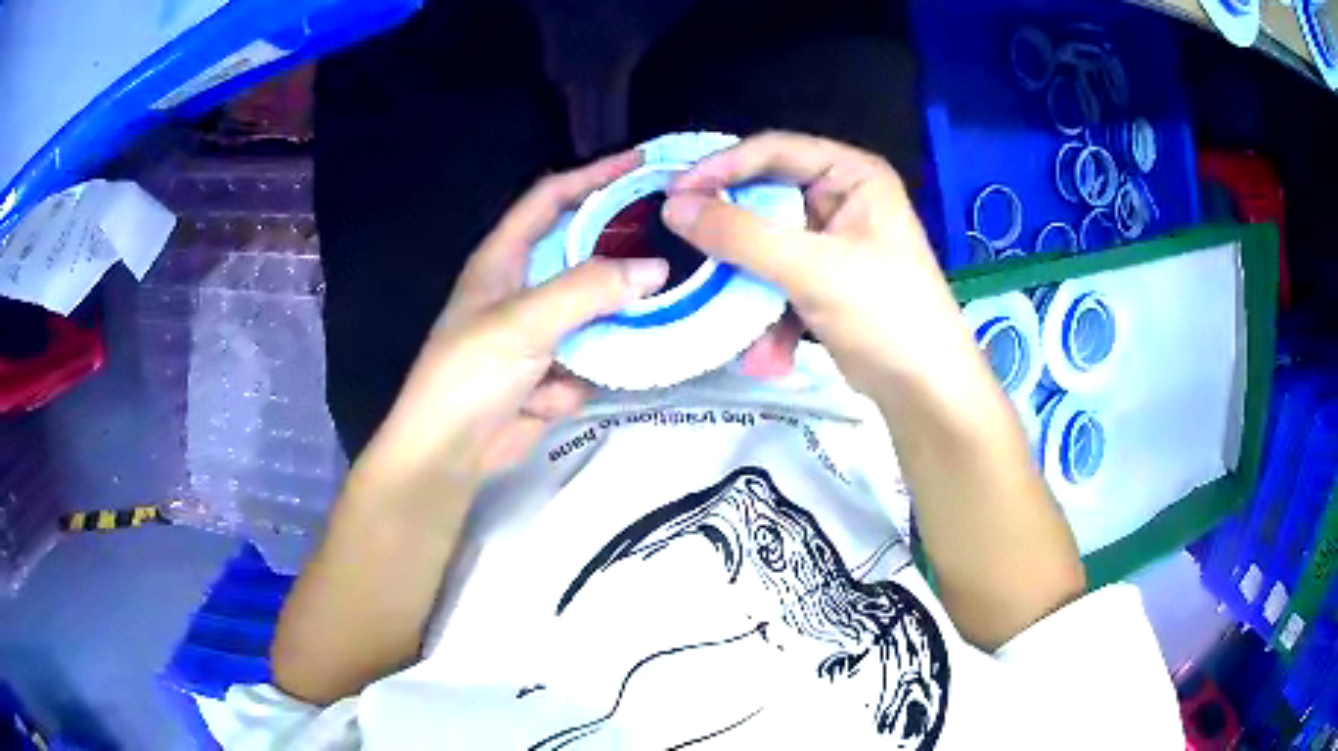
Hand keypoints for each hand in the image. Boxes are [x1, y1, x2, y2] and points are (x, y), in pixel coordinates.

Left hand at [347, 151, 668, 505]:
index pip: (550, 198)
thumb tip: (656, 267)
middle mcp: (523, 287)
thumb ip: (588, 290)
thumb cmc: (469, 375)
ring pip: (596, 311)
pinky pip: (589, 360)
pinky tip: (551, 400)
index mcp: (503, 259)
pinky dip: (577, 380)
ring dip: (613, 325)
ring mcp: (540, 332)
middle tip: (675, 239)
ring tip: (654, 323)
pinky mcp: (552, 373)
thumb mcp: (523, 322)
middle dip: (621, 251)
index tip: (640, 163)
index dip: (592, 175)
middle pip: (583, 253)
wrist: (449, 454)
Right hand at [661, 132, 979, 394]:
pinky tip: (768, 351)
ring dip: (746, 281)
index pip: (775, 151)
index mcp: (852, 175)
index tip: (674, 191)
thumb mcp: (811, 268)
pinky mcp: (823, 281)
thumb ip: (739, 234)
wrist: (924, 389)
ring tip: (721, 304)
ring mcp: (832, 242)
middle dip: (730, 231)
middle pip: (766, 197)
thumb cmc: (883, 312)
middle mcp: (842, 199)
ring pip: (766, 244)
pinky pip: (778, 280)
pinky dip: (768, 312)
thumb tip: (672, 206)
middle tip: (682, 241)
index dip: (722, 166)